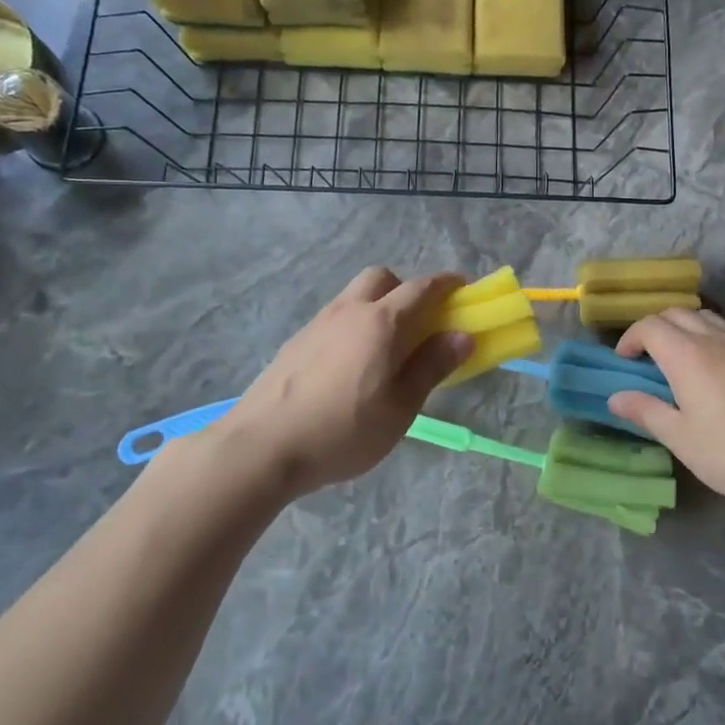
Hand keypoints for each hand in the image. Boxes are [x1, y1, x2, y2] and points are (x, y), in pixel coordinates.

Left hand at [216, 268, 472, 497]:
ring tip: (385, 348)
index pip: (422, 288)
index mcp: (381, 322)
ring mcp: (317, 323)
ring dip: (378, 305)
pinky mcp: (296, 342)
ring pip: (355, 296)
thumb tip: (462, 335)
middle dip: (406, 289)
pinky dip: (354, 325)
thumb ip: (432, 366)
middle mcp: (349, 311)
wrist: (261, 446)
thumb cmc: (343, 430)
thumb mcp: (400, 407)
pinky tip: (350, 365)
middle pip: (382, 278)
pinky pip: (335, 318)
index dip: (447, 284)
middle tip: (420, 322)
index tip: (463, 289)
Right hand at [608, 309, 724, 514]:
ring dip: (684, 327)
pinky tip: (713, 367)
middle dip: (655, 328)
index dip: (631, 338)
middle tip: (646, 356)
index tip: (625, 360)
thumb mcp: (679, 437)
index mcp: (688, 355)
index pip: (650, 326)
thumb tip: (616, 398)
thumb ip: (645, 410)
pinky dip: (710, 336)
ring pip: (706, 317)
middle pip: (677, 313)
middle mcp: (715, 339)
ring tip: (678, 356)